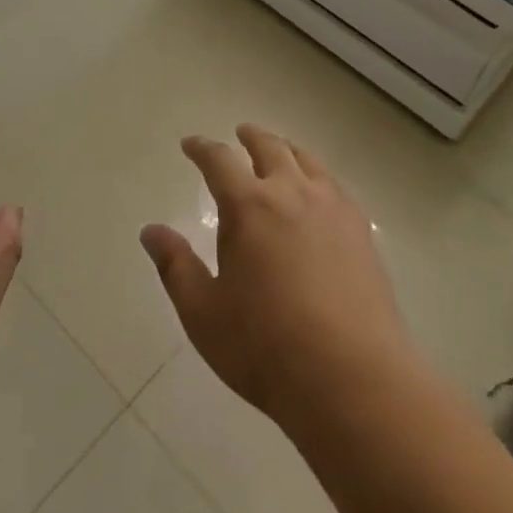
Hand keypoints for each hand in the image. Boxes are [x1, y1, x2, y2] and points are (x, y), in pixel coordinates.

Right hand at [141, 124, 418, 424]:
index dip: (201, 148)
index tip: (190, 144)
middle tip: (239, 134)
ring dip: (286, 149)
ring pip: (306, 160)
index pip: (219, 160)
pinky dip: (318, 175)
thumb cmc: (266, 347)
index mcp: (248, 206)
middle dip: (249, 137)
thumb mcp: (203, 314)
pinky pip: (335, 185)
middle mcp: (291, 192)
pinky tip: (318, 191)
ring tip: (279, 152)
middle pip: (269, 147)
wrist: (353, 378)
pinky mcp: (360, 229)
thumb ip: (175, 266)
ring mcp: (331, 207)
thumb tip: (151, 231)